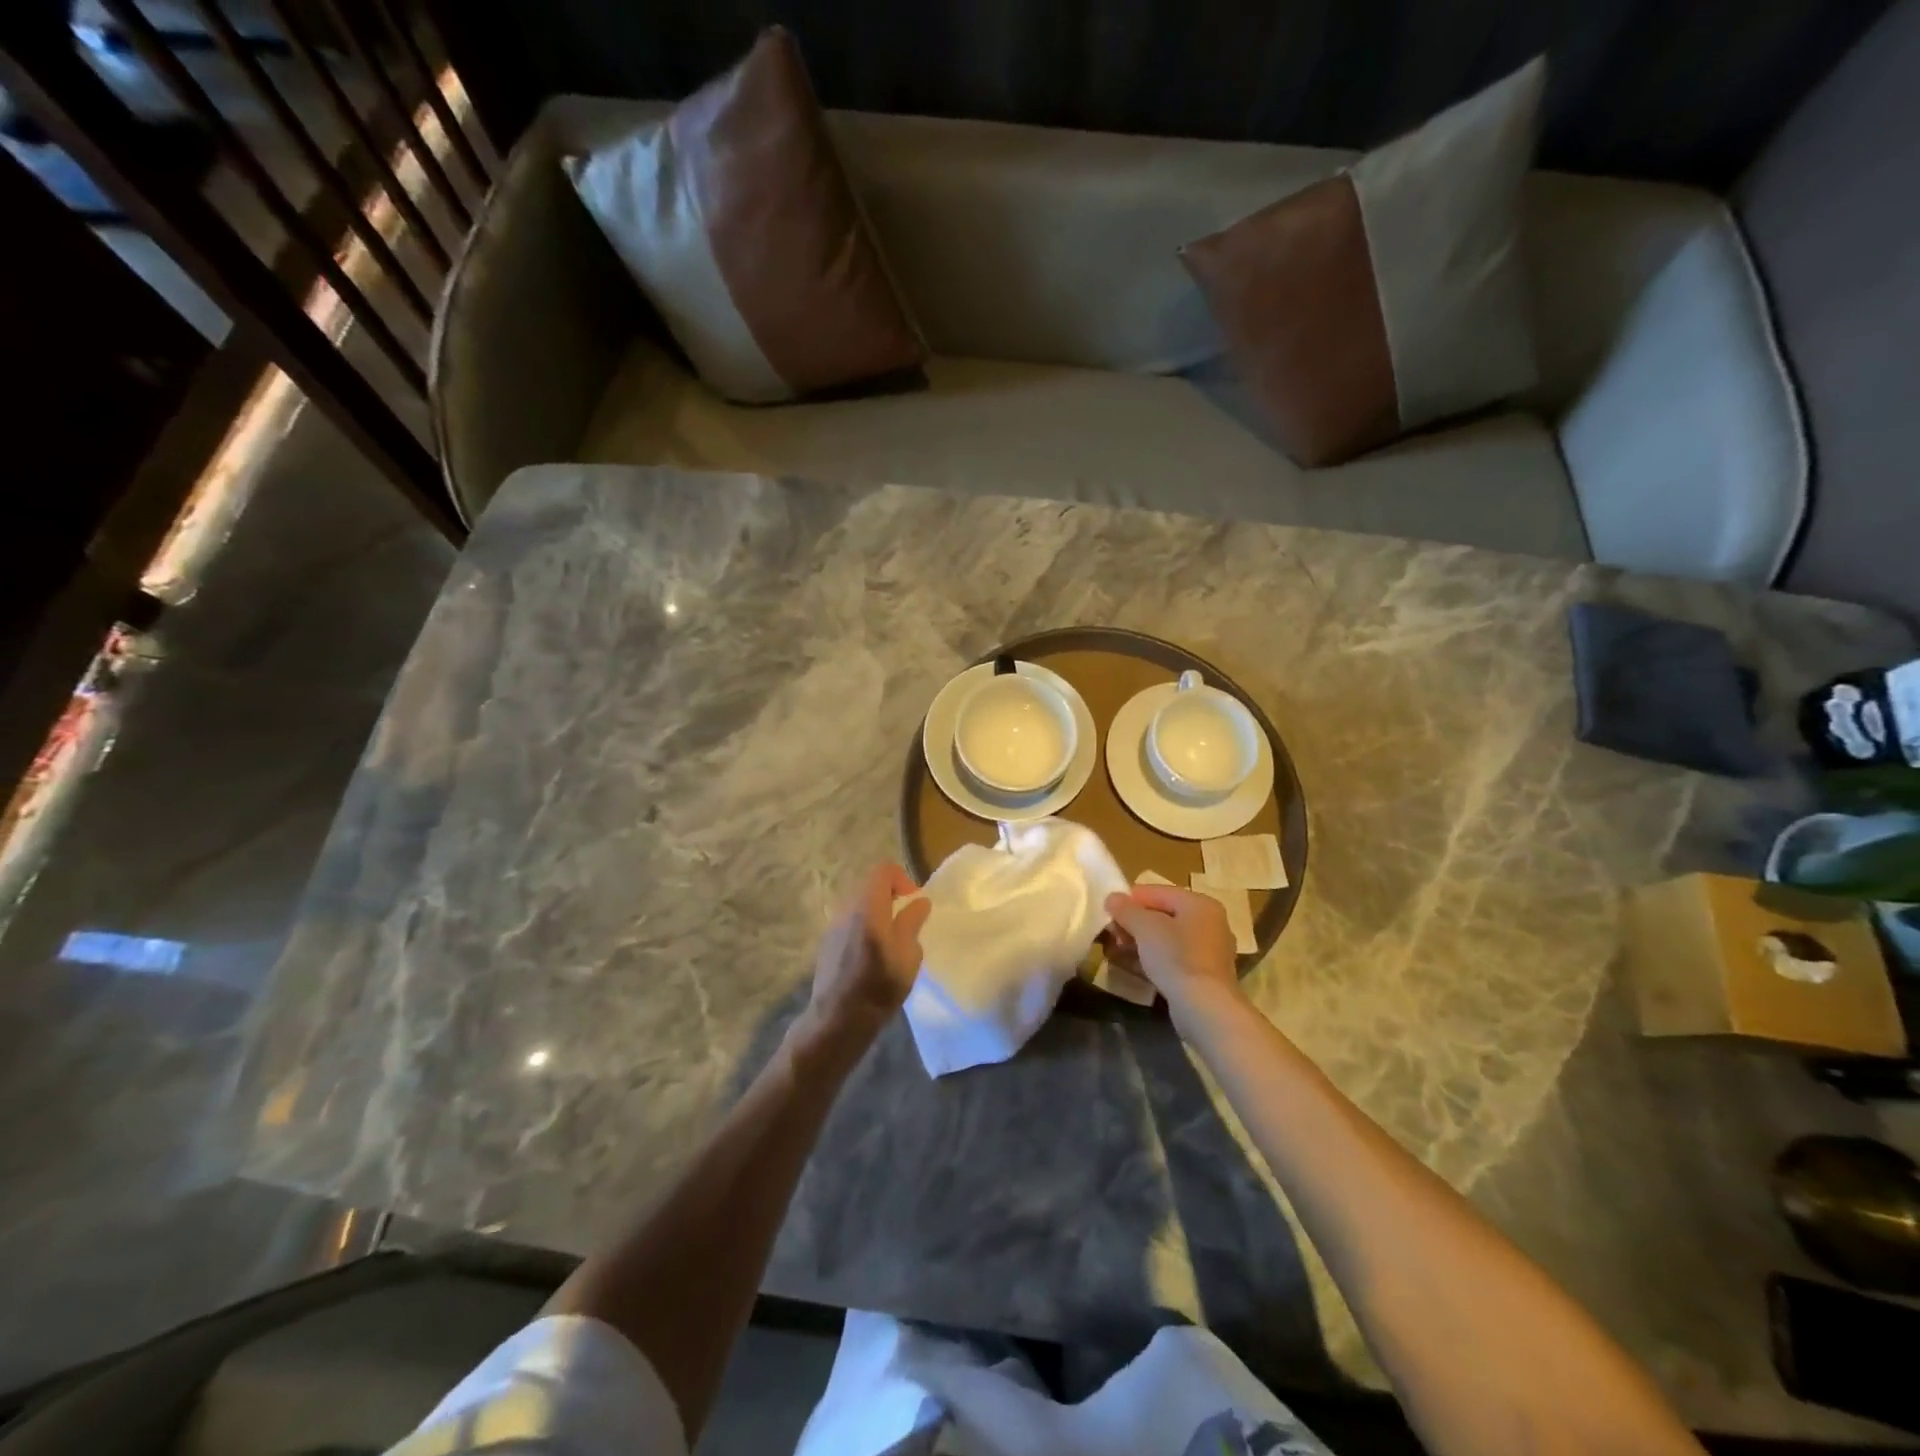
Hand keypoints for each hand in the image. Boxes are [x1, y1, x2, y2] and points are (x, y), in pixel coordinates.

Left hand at [801, 863, 931, 1046]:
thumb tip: (919, 902)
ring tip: (891, 939)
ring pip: (859, 905)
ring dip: (876, 913)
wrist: (838, 1020)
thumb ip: (912, 922)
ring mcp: (833, 925)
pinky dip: (864, 926)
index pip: (883, 870)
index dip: (902, 879)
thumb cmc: (879, 987)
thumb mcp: (908, 955)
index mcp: (868, 907)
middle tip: (906, 920)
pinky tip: (872, 954)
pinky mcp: (827, 942)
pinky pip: (849, 922)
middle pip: (869, 886)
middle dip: (890, 896)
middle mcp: (847, 909)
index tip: (913, 901)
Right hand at [1104, 884, 1244, 1030]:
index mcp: (1199, 903)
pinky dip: (1154, 958)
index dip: (1129, 899)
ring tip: (1118, 950)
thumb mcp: (1145, 927)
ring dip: (1141, 941)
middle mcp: (1209, 922)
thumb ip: (1126, 909)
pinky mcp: (1204, 975)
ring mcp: (1209, 950)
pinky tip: (1135, 966)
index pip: (1157, 891)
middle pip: (1162, 914)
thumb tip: (1112, 898)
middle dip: (1134, 922)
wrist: (1205, 1008)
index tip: (1107, 913)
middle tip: (1112, 934)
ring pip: (1167, 937)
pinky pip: (1173, 957)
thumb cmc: (1176, 957)